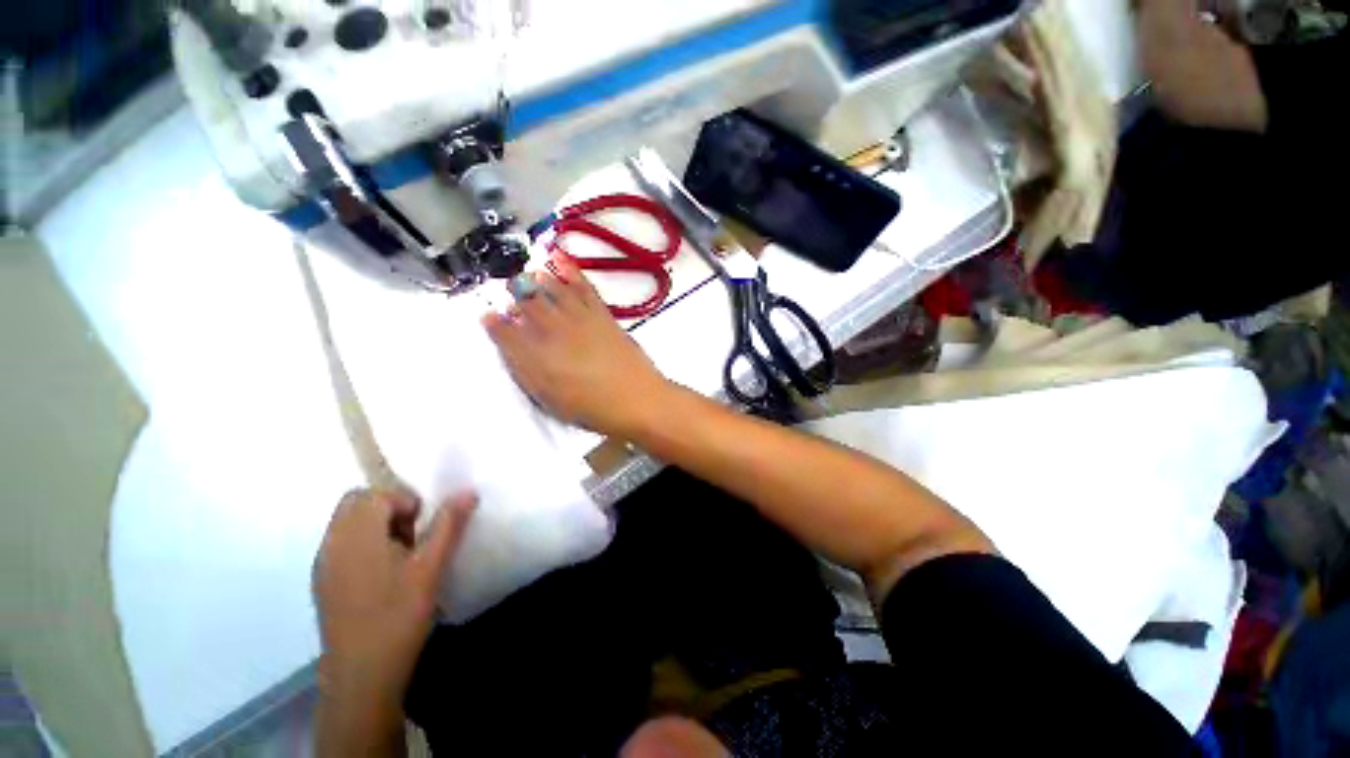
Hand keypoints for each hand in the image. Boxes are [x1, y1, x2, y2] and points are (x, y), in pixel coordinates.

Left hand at [312, 488, 475, 734]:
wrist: (362, 675)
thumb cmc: (399, 615)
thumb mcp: (431, 567)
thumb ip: (448, 525)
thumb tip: (467, 491)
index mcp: (357, 536)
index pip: (375, 494)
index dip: (404, 501)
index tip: (422, 528)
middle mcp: (333, 544)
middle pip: (356, 503)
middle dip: (388, 509)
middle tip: (412, 537)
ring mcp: (324, 565)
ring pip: (347, 524)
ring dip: (377, 527)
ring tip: (402, 558)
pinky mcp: (323, 584)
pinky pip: (342, 546)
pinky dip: (364, 546)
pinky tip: (384, 578)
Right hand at [483, 257, 673, 435]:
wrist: (635, 398)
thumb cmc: (591, 407)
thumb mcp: (549, 399)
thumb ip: (525, 371)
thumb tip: (508, 348)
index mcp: (536, 355)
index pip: (506, 333)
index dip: (494, 323)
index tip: (487, 316)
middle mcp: (553, 330)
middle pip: (527, 305)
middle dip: (514, 295)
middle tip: (508, 290)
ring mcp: (579, 318)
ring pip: (552, 291)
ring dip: (537, 280)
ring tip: (529, 275)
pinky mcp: (601, 313)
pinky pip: (582, 286)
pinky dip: (570, 270)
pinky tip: (559, 258)